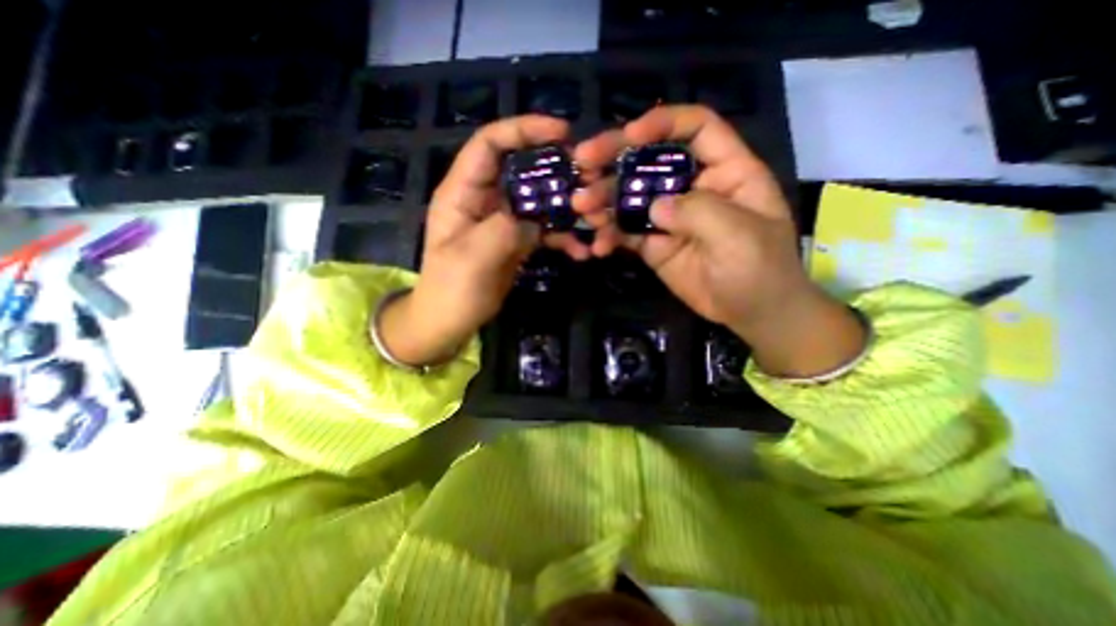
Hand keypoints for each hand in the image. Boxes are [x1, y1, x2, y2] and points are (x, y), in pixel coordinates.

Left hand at [379, 116, 592, 362]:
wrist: (451, 321)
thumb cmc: (451, 289)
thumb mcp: (472, 258)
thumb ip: (504, 229)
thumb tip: (535, 220)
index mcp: (463, 192)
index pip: (490, 144)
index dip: (523, 130)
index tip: (561, 133)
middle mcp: (485, 199)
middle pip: (522, 169)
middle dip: (555, 170)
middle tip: (587, 176)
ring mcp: (504, 221)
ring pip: (539, 201)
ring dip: (566, 208)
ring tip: (592, 217)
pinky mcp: (517, 241)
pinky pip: (544, 230)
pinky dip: (563, 238)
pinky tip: (581, 250)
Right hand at [574, 105, 861, 375]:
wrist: (751, 314)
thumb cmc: (759, 270)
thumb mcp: (739, 236)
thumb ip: (698, 212)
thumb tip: (654, 207)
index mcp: (725, 171)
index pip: (695, 128)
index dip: (663, 123)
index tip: (629, 136)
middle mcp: (692, 187)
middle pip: (651, 160)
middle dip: (614, 158)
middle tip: (582, 164)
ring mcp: (669, 217)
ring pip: (630, 197)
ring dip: (603, 200)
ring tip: (581, 208)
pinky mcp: (653, 244)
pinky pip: (626, 233)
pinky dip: (609, 236)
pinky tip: (597, 247)